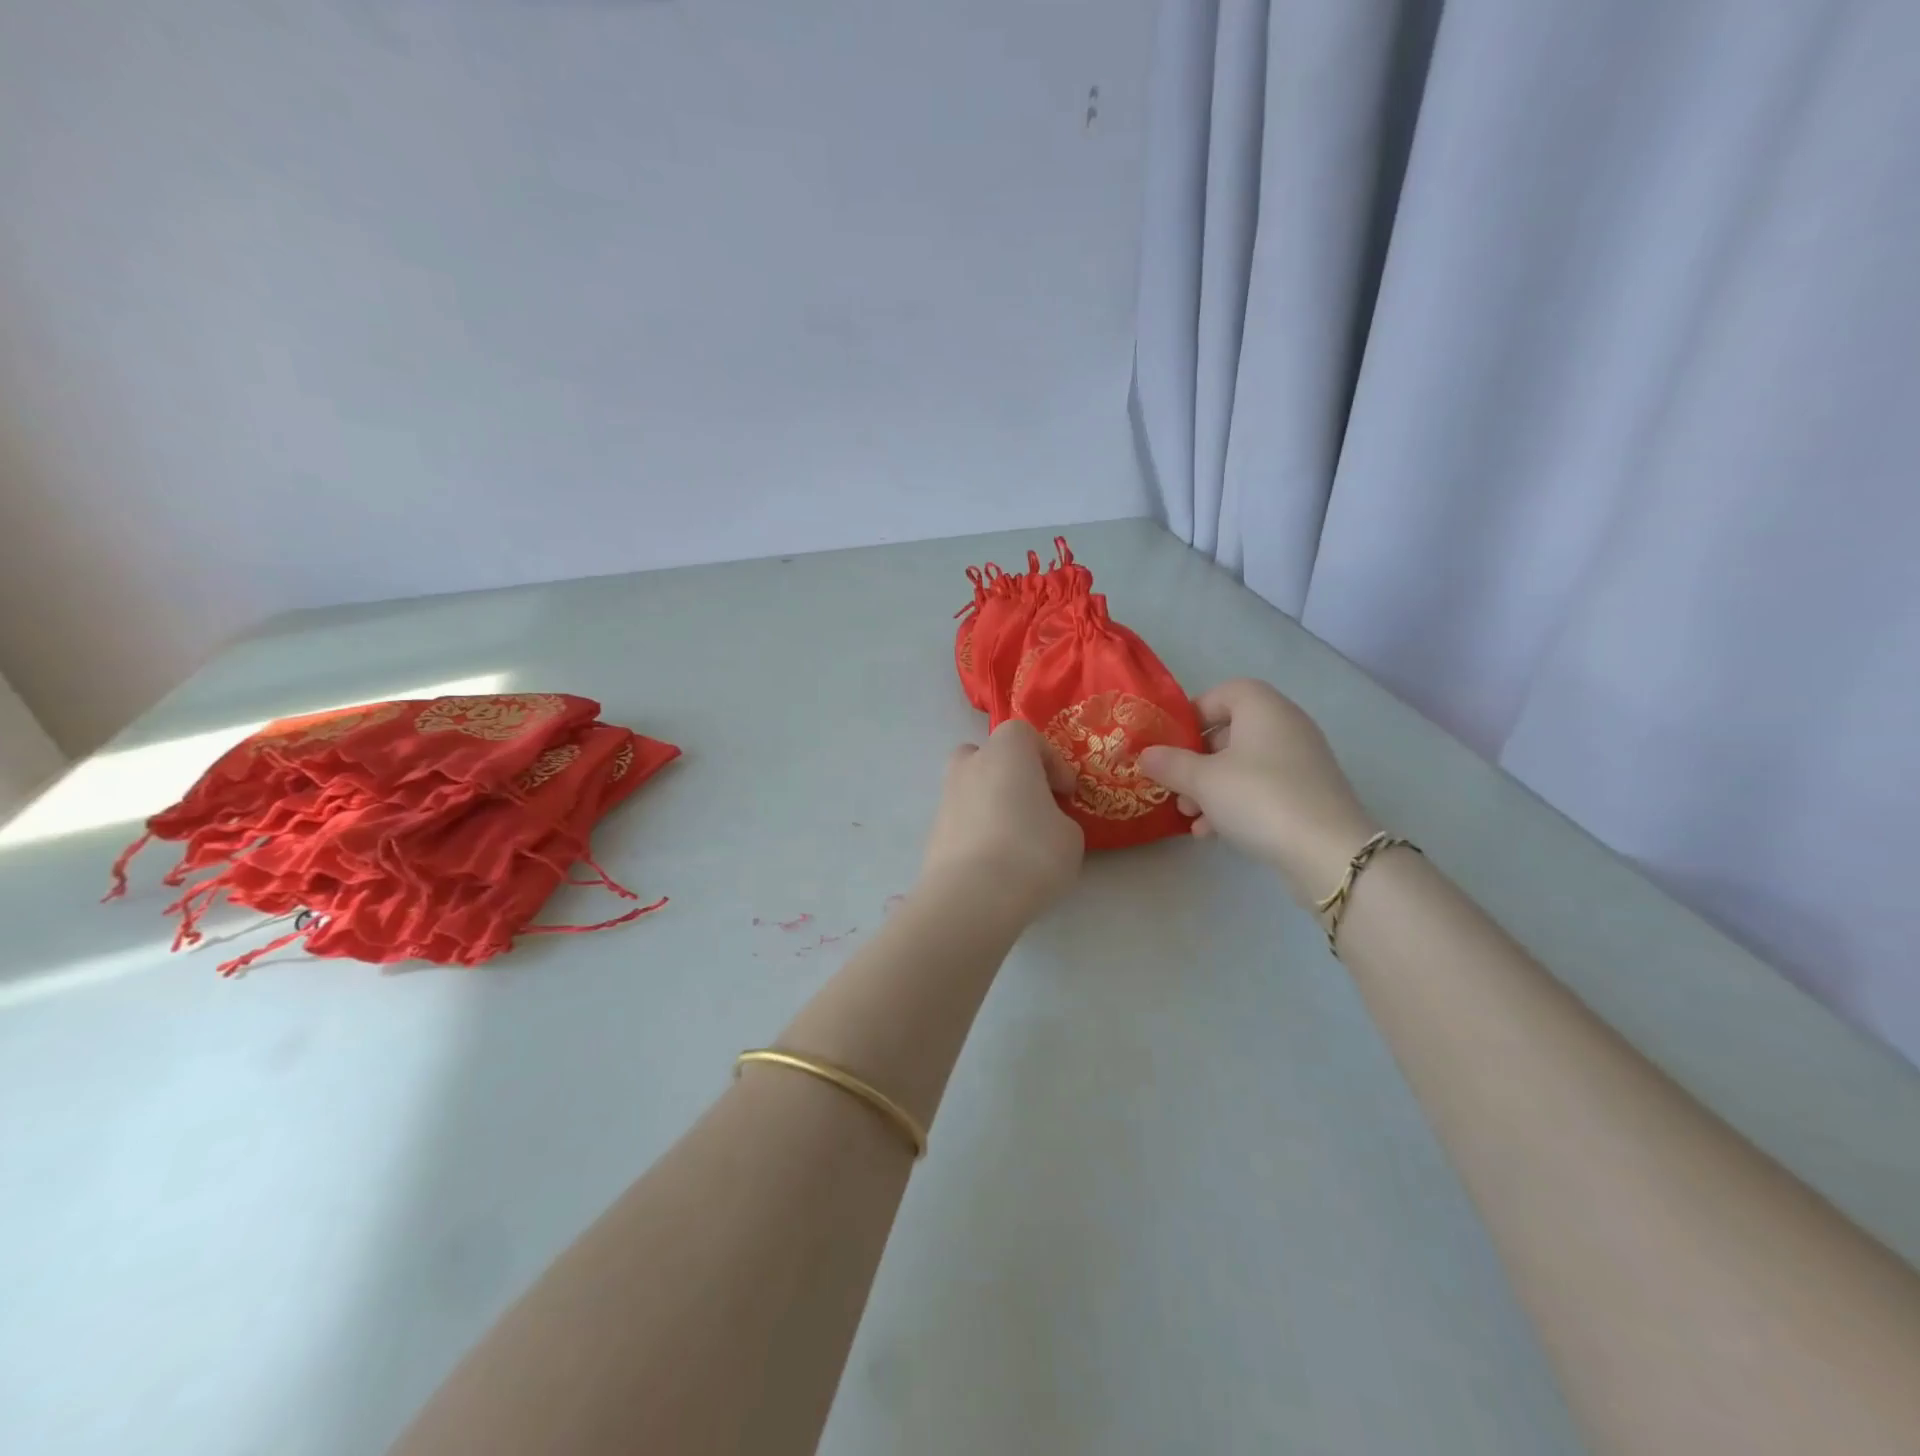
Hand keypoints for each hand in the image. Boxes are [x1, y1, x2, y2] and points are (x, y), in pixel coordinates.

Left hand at [920, 720, 1084, 922]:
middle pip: (987, 756)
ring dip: (992, 805)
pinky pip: (962, 822)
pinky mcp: (932, 834)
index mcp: (1005, 752)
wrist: (971, 897)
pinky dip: (977, 832)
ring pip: (971, 789)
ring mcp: (945, 799)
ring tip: (1015, 841)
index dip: (1050, 761)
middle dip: (1010, 775)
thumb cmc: (1031, 852)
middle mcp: (969, 765)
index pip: (1025, 735)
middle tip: (1032, 805)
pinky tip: (995, 864)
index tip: (1065, 792)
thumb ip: (1058, 818)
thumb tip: (1043, 823)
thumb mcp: (1070, 835)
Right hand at [1138, 679, 1377, 905]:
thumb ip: (1169, 764)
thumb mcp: (1202, 780)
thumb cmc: (1258, 797)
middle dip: (1196, 760)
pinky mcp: (1308, 793)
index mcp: (1263, 708)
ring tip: (1189, 816)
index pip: (1223, 693)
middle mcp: (1286, 725)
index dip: (1192, 714)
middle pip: (1230, 732)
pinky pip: (1262, 787)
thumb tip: (1145, 754)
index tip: (1169, 742)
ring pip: (1243, 764)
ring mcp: (1301, 760)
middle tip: (1174, 785)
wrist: (1327, 850)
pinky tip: (1212, 833)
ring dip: (1211, 787)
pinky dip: (1235, 803)